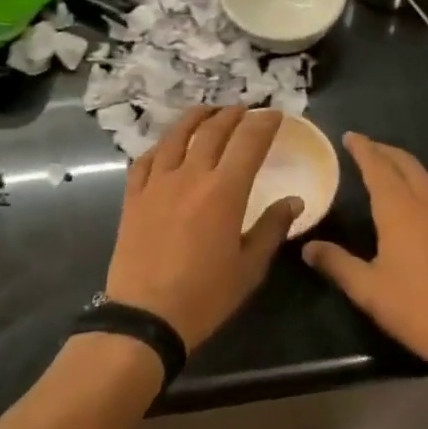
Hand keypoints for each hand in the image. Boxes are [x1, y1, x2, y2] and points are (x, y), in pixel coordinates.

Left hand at [106, 107, 302, 349]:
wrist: (145, 317)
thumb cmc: (205, 296)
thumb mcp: (249, 267)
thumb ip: (272, 228)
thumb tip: (294, 201)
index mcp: (224, 191)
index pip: (248, 142)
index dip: (264, 123)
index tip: (275, 114)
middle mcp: (190, 176)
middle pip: (212, 131)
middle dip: (232, 115)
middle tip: (244, 110)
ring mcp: (157, 183)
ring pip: (176, 136)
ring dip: (196, 118)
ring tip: (208, 112)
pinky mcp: (133, 197)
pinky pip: (145, 160)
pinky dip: (160, 146)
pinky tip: (166, 146)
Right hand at [305, 133, 427, 378]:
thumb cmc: (417, 309)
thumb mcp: (367, 290)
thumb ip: (337, 263)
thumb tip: (308, 248)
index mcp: (399, 210)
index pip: (378, 167)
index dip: (363, 149)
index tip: (350, 136)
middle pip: (406, 164)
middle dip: (386, 151)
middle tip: (368, 147)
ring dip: (409, 167)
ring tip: (394, 170)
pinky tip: (425, 205)